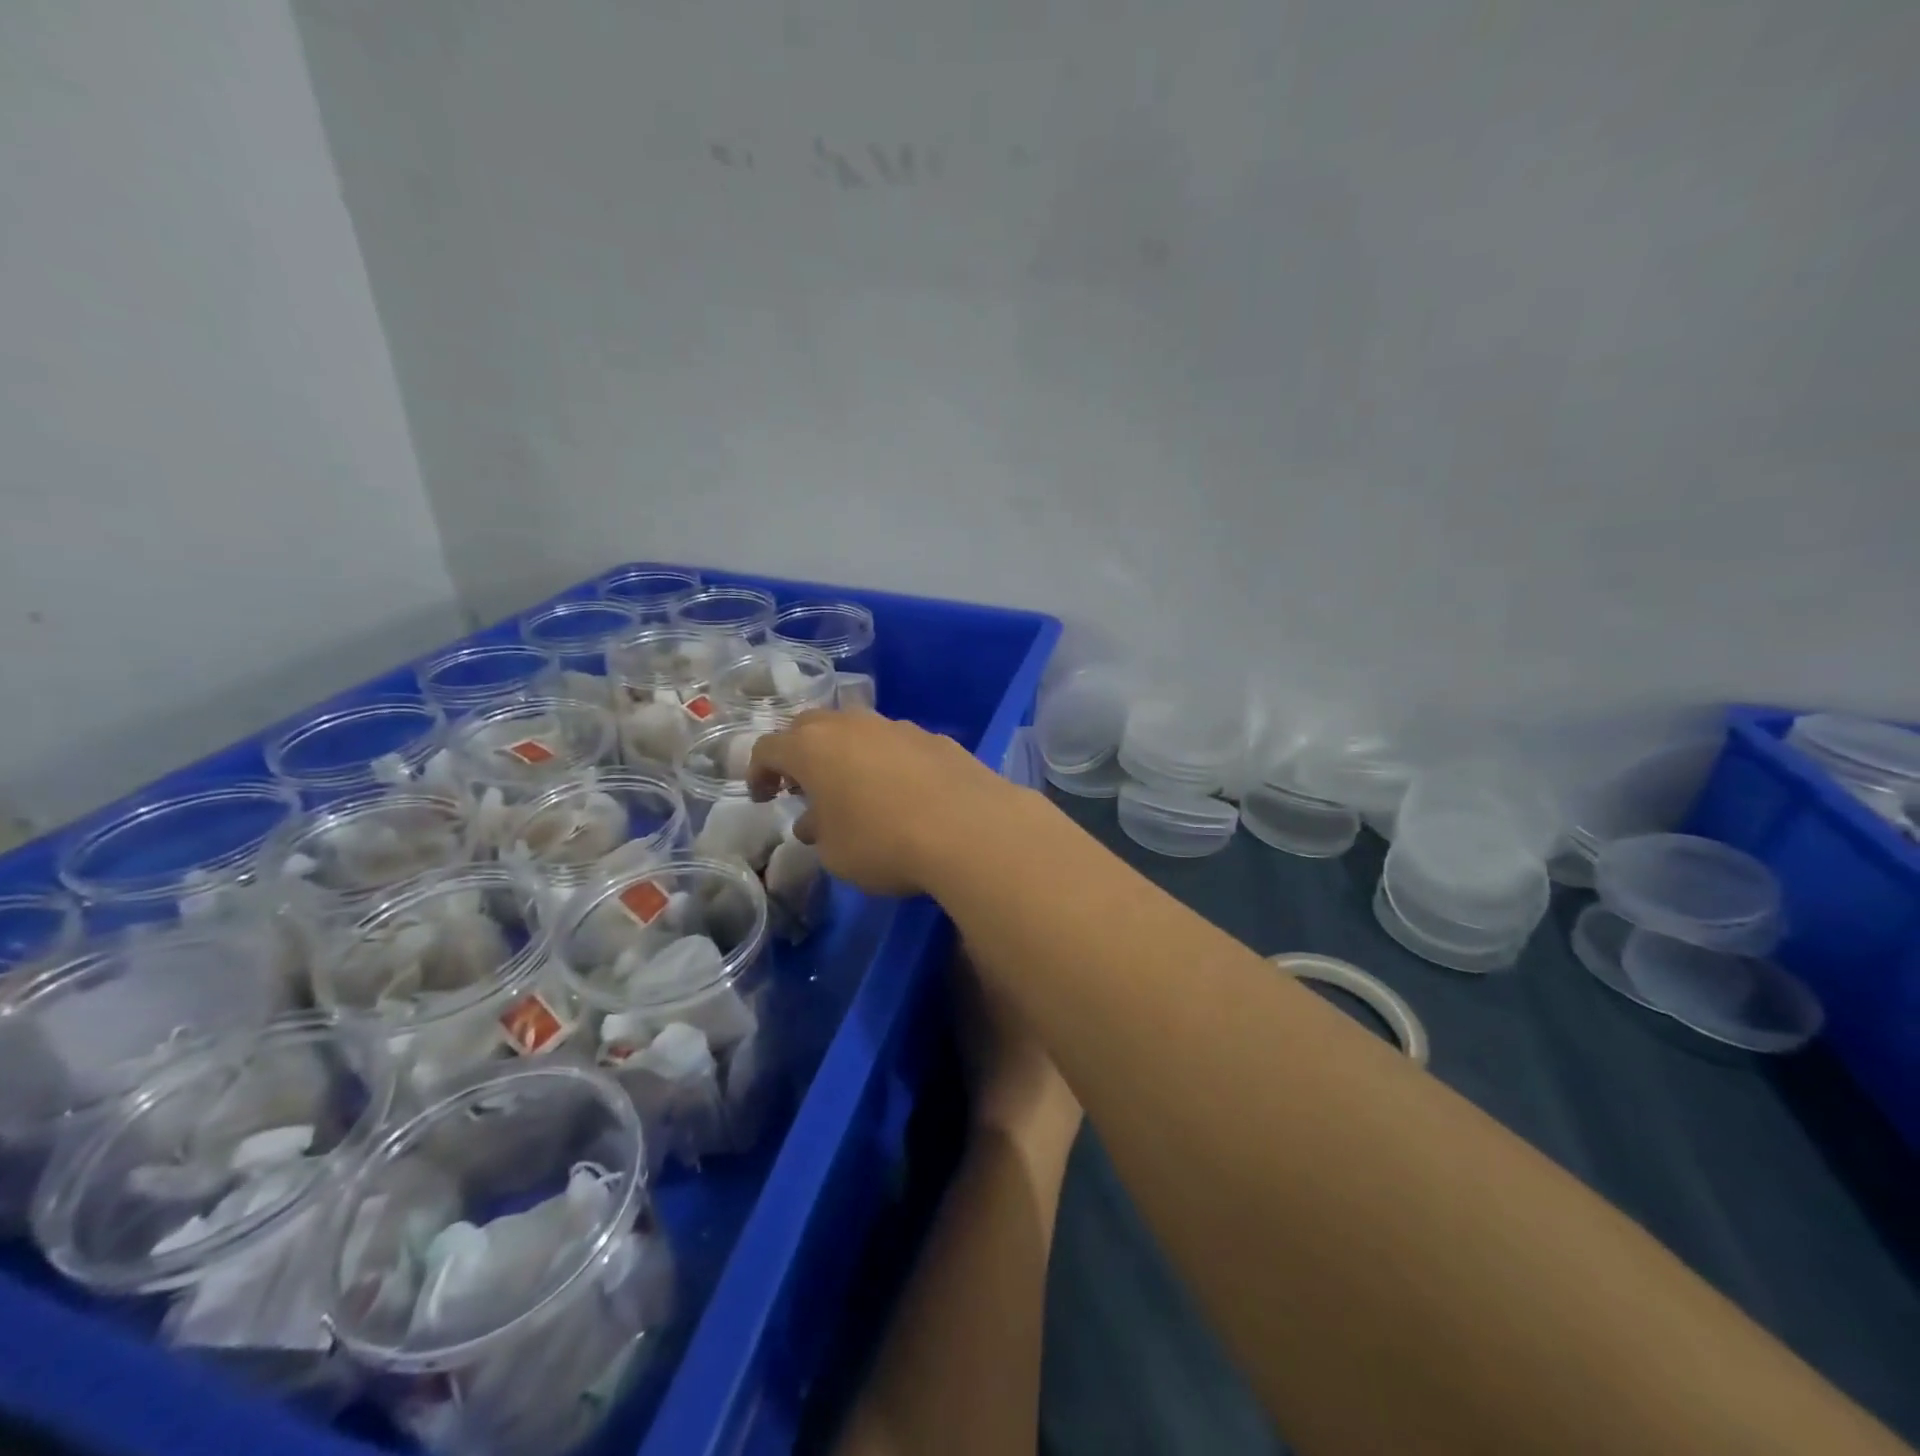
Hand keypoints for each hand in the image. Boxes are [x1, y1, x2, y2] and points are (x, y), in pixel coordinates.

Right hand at [746, 710, 1030, 896]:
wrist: (970, 829)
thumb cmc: (884, 842)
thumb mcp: (835, 853)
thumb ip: (819, 831)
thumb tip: (816, 820)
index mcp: (813, 747)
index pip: (769, 747)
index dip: (759, 772)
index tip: (763, 798)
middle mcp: (853, 725)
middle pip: (812, 726)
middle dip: (800, 754)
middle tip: (802, 786)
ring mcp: (898, 727)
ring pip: (858, 731)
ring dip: (846, 756)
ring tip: (854, 792)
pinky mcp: (936, 738)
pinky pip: (897, 745)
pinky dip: (887, 762)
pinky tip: (902, 794)